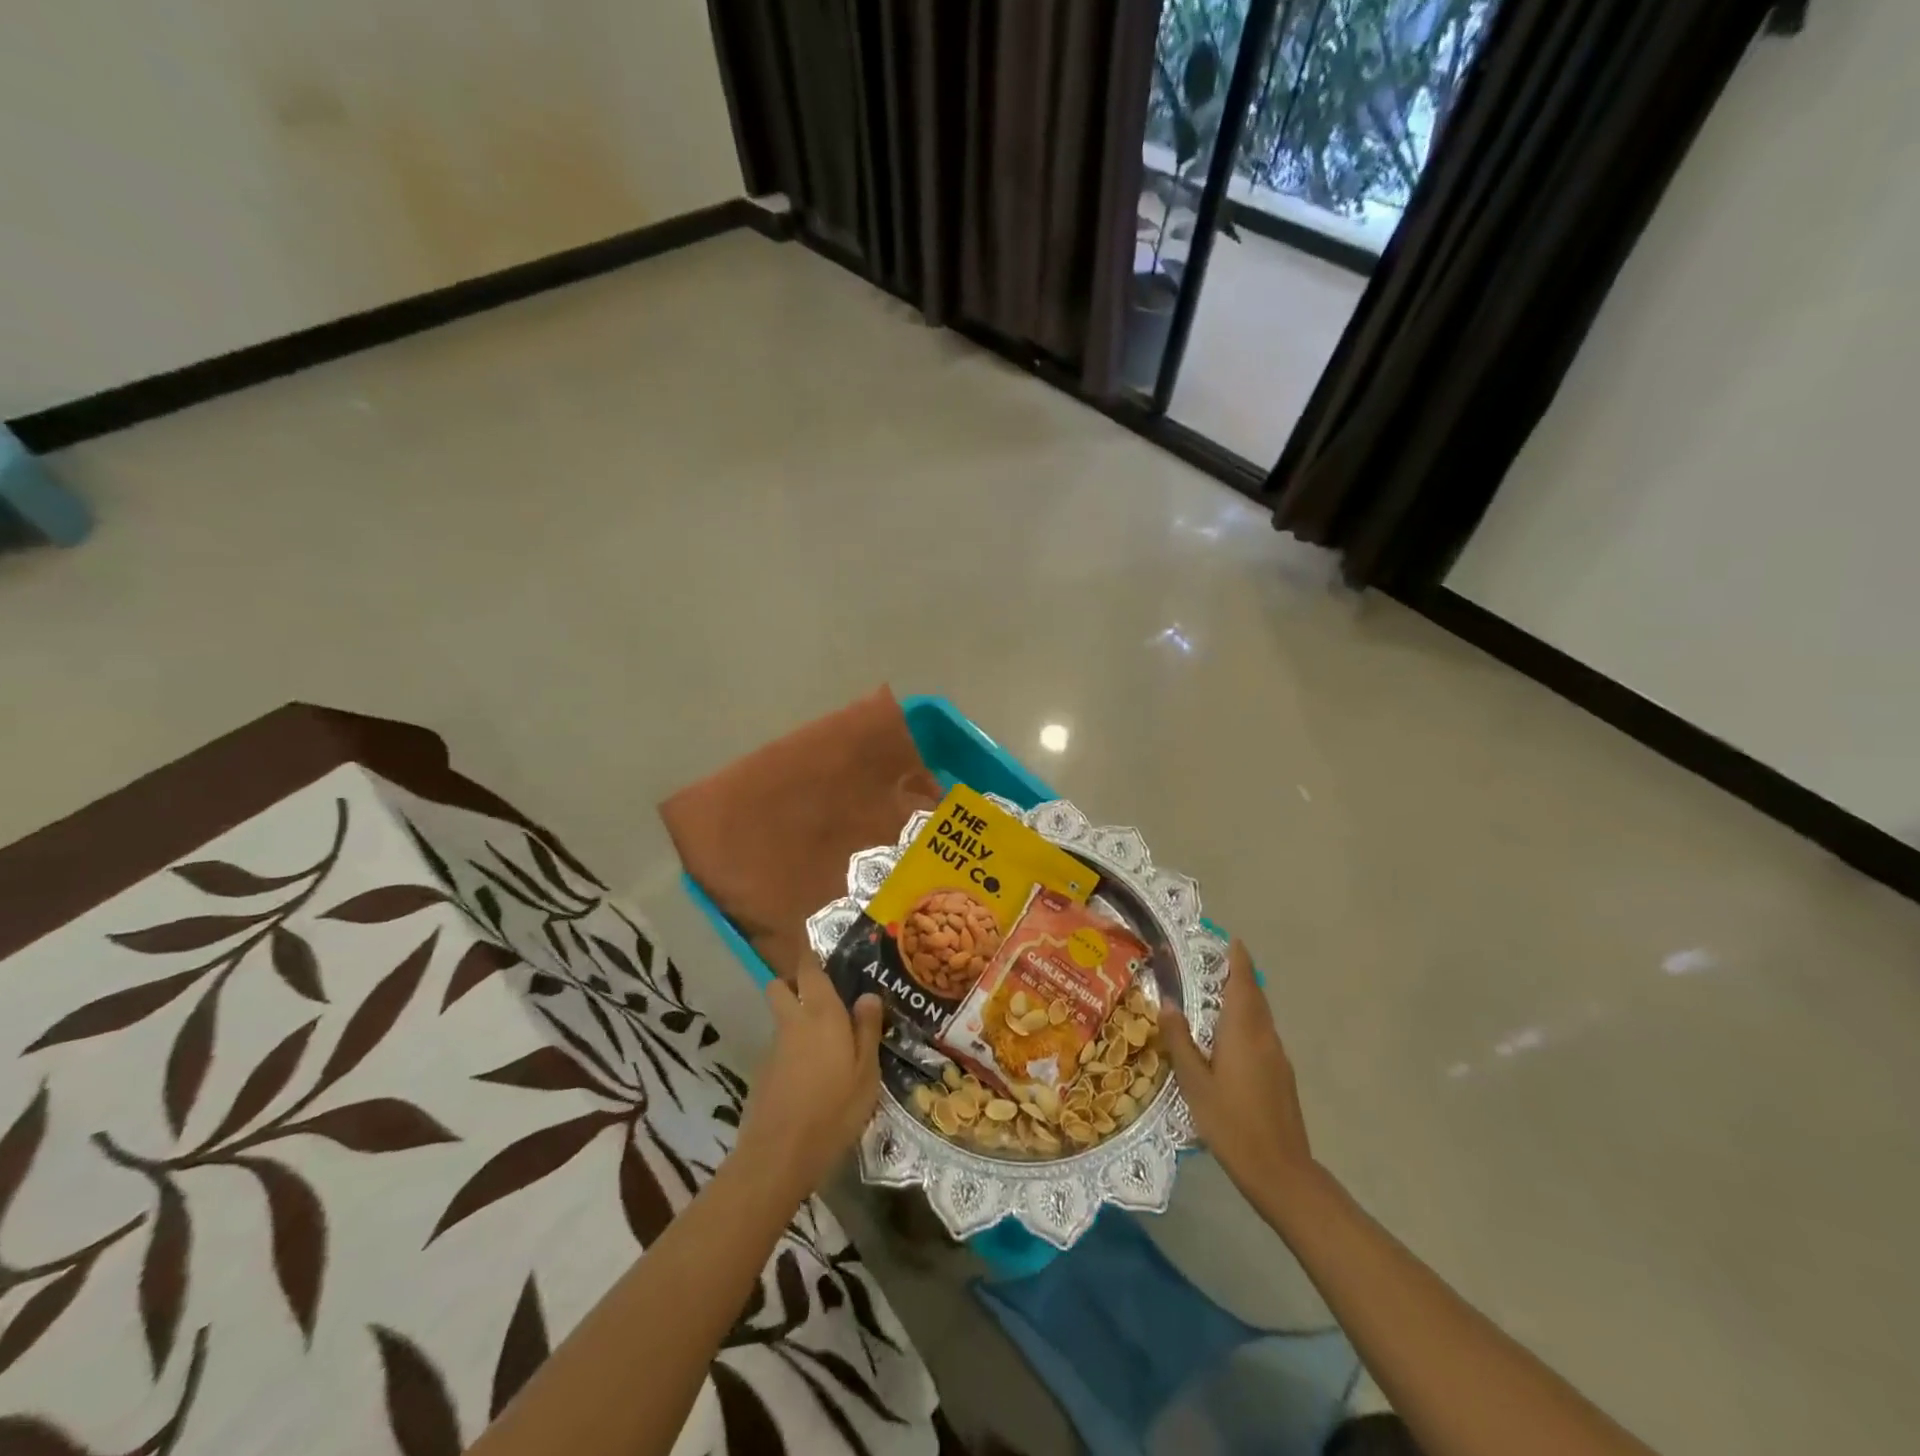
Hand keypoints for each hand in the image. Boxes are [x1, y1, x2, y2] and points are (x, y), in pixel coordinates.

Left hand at [734, 955, 883, 1203]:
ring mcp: (772, 1048)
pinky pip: (778, 1048)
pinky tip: (810, 1078)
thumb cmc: (834, 1110)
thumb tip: (868, 995)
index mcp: (821, 1014)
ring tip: (824, 1045)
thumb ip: (867, 1030)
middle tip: (820, 999)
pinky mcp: (762, 1074)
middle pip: (779, 986)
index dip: (811, 956)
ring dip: (794, 1020)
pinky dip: (790, 1051)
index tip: (821, 952)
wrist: (778, 1157)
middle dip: (793, 984)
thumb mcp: (866, 1073)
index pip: (809, 969)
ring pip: (779, 1018)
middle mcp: (792, 1022)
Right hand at [1162, 940, 1316, 1204]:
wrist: (1280, 1171)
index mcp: (1243, 1031)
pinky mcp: (1282, 1077)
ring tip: (1219, 995)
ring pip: (1261, 1017)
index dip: (1238, 960)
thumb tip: (1167, 1003)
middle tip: (1218, 962)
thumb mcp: (1193, 1082)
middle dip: (1240, 976)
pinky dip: (1248, 1022)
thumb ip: (1180, 1040)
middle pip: (1255, 997)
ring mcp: (1278, 1058)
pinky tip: (1231, 1038)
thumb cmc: (1230, 1123)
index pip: (1243, 983)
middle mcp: (1265, 1037)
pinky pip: (1263, 1036)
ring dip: (1244, 999)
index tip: (1232, 941)